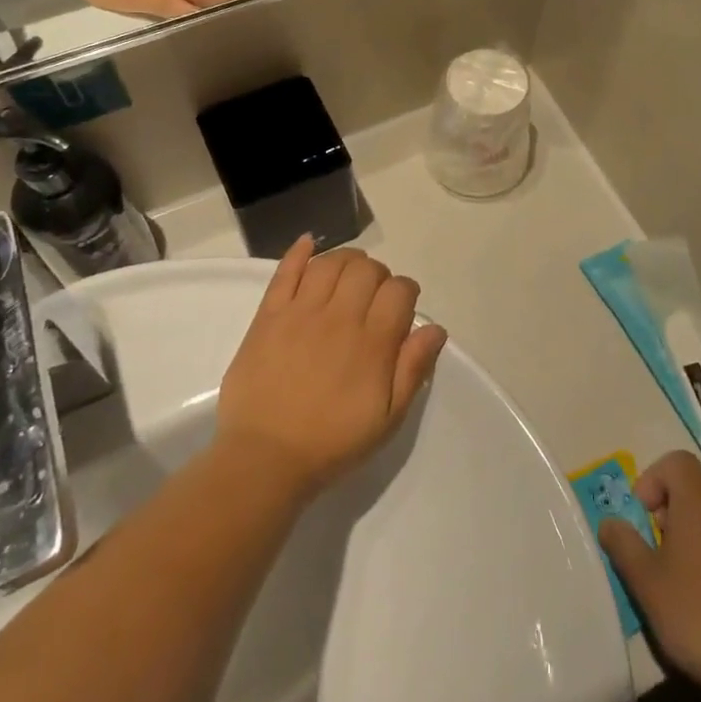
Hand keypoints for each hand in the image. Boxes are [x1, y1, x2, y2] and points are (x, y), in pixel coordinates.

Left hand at [216, 237, 446, 497]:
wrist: (265, 458)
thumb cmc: (332, 443)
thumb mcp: (388, 419)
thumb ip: (413, 369)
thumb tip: (435, 328)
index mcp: (372, 343)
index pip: (399, 291)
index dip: (406, 292)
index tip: (401, 308)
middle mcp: (339, 317)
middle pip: (366, 269)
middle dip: (378, 275)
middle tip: (373, 297)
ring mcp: (300, 312)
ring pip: (330, 263)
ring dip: (346, 260)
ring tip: (348, 274)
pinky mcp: (268, 316)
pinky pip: (285, 272)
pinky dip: (299, 252)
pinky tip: (309, 243)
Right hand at [600, 451, 700, 695]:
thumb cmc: (698, 614)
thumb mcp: (646, 582)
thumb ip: (623, 544)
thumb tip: (610, 522)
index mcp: (700, 502)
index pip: (676, 461)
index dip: (652, 480)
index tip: (642, 519)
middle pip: (693, 490)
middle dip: (668, 513)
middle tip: (655, 553)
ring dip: (691, 538)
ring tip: (678, 581)